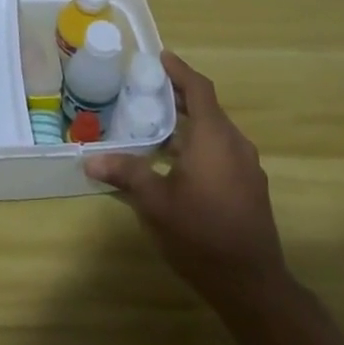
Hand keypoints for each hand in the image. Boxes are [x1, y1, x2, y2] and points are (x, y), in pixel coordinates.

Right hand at [84, 50, 288, 311]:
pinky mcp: (250, 188)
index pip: (199, 89)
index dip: (179, 71)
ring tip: (155, 127)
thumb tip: (89, 159)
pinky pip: (222, 151)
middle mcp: (235, 144)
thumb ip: (126, 174)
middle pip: (207, 108)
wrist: (253, 286)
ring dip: (188, 123)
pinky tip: (176, 164)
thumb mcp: (156, 204)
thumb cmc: (202, 235)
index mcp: (214, 138)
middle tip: (146, 91)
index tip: (160, 57)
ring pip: (215, 132)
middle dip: (179, 97)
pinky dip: (199, 144)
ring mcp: (247, 167)